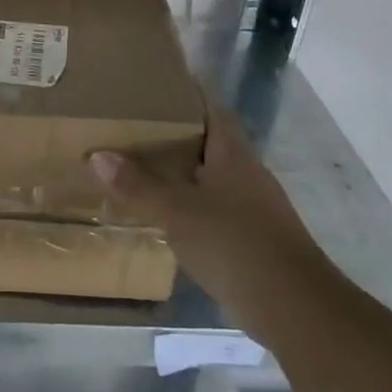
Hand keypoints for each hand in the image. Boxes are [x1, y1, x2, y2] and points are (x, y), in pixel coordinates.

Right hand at [89, 99, 324, 323]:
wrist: (294, 307)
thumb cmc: (235, 244)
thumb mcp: (177, 211)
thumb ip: (138, 186)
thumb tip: (97, 156)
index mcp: (234, 154)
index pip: (212, 109)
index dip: (188, 93)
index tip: (155, 84)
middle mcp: (246, 173)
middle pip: (208, 141)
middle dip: (174, 133)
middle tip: (131, 125)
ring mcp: (252, 207)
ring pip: (209, 176)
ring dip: (179, 171)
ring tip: (138, 166)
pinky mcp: (250, 238)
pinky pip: (211, 208)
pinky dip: (187, 204)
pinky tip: (162, 212)